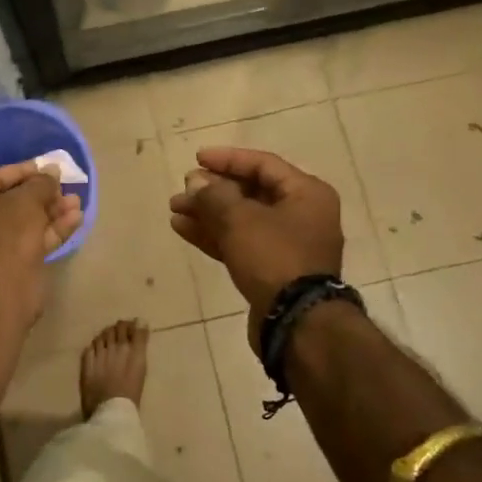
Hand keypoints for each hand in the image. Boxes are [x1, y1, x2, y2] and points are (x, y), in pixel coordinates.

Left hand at [0, 160, 82, 314]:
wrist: (3, 289)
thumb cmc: (5, 233)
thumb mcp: (25, 199)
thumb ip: (41, 183)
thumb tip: (52, 171)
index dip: (22, 171)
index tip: (48, 168)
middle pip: (13, 202)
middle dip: (42, 194)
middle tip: (66, 185)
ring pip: (27, 223)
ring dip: (52, 211)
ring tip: (77, 201)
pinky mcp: (15, 266)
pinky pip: (35, 241)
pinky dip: (54, 230)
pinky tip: (77, 219)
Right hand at [168, 147, 342, 321]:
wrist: (297, 323)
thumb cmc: (274, 257)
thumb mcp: (240, 219)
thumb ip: (215, 195)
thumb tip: (196, 181)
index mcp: (306, 194)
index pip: (262, 164)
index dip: (227, 159)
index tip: (196, 158)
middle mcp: (302, 215)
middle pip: (251, 192)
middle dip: (213, 190)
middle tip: (183, 189)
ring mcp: (288, 245)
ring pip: (242, 220)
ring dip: (208, 213)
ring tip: (175, 209)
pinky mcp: (273, 271)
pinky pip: (241, 244)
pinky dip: (215, 235)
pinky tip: (184, 229)